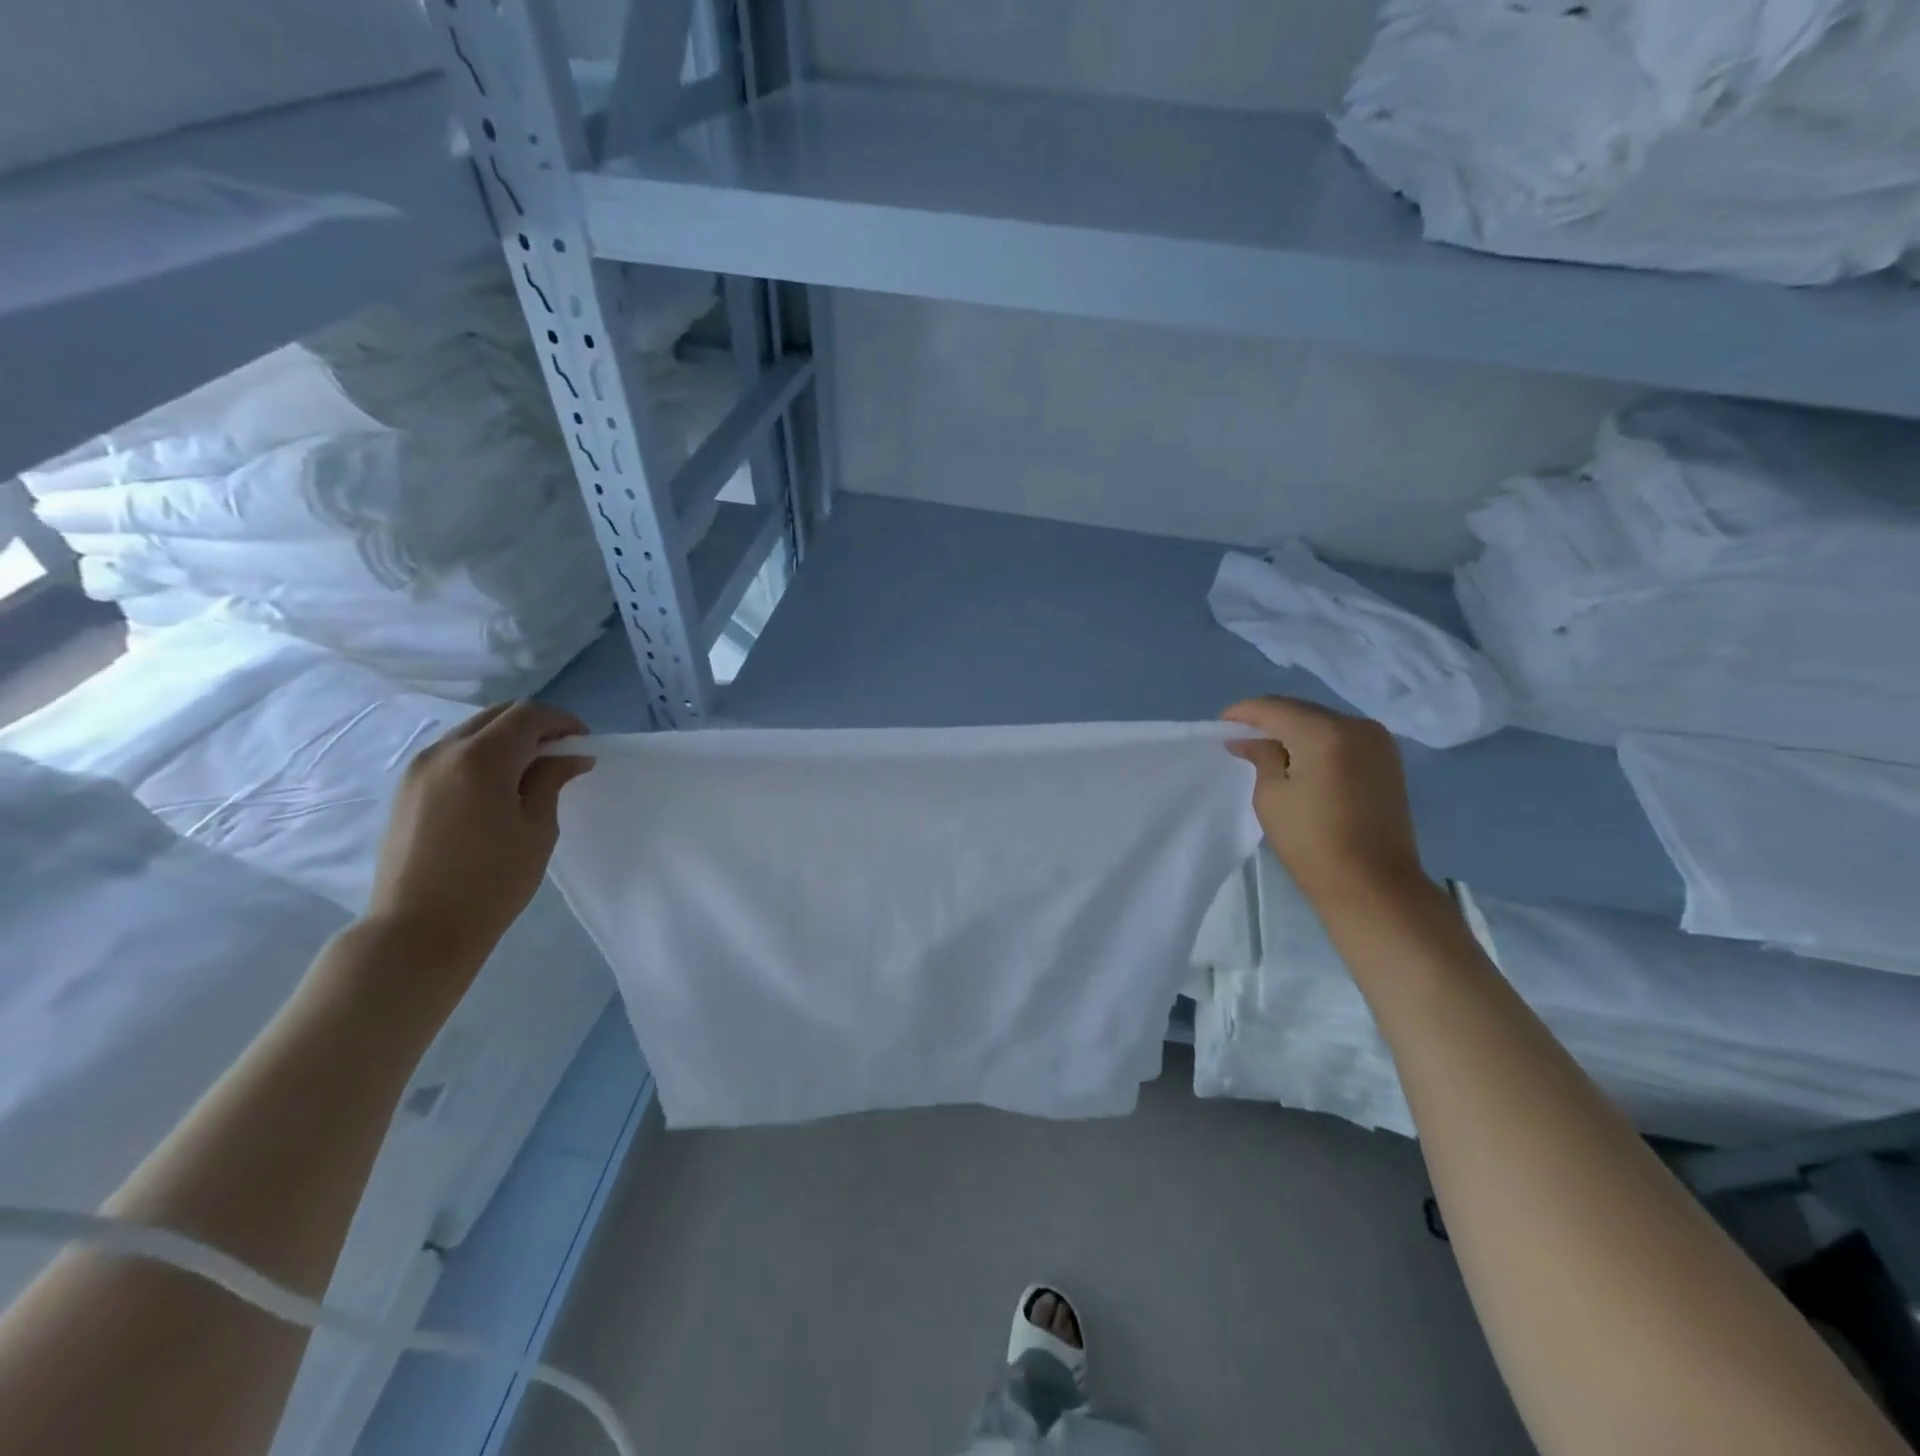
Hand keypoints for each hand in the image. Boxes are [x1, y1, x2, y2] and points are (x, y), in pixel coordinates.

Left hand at [364, 701, 594, 983]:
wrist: (418, 929)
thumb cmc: (492, 881)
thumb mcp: (537, 828)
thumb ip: (551, 780)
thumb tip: (571, 756)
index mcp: (481, 758)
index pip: (528, 715)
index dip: (562, 721)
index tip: (584, 743)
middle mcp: (444, 751)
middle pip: (498, 714)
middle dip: (536, 725)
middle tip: (563, 753)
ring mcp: (418, 768)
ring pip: (472, 731)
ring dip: (508, 739)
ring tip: (533, 771)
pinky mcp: (406, 788)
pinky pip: (452, 752)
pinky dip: (483, 754)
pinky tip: (499, 786)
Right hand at [1221, 696, 1427, 910]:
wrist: (1373, 885)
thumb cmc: (1312, 842)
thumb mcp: (1271, 796)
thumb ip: (1261, 757)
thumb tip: (1249, 740)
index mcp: (1324, 733)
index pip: (1274, 708)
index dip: (1243, 713)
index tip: (1220, 724)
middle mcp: (1356, 726)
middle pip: (1301, 710)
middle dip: (1269, 719)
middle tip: (1241, 737)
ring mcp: (1378, 741)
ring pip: (1323, 722)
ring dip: (1294, 729)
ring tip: (1268, 748)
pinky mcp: (1388, 760)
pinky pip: (1343, 737)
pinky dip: (1317, 741)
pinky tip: (1300, 758)